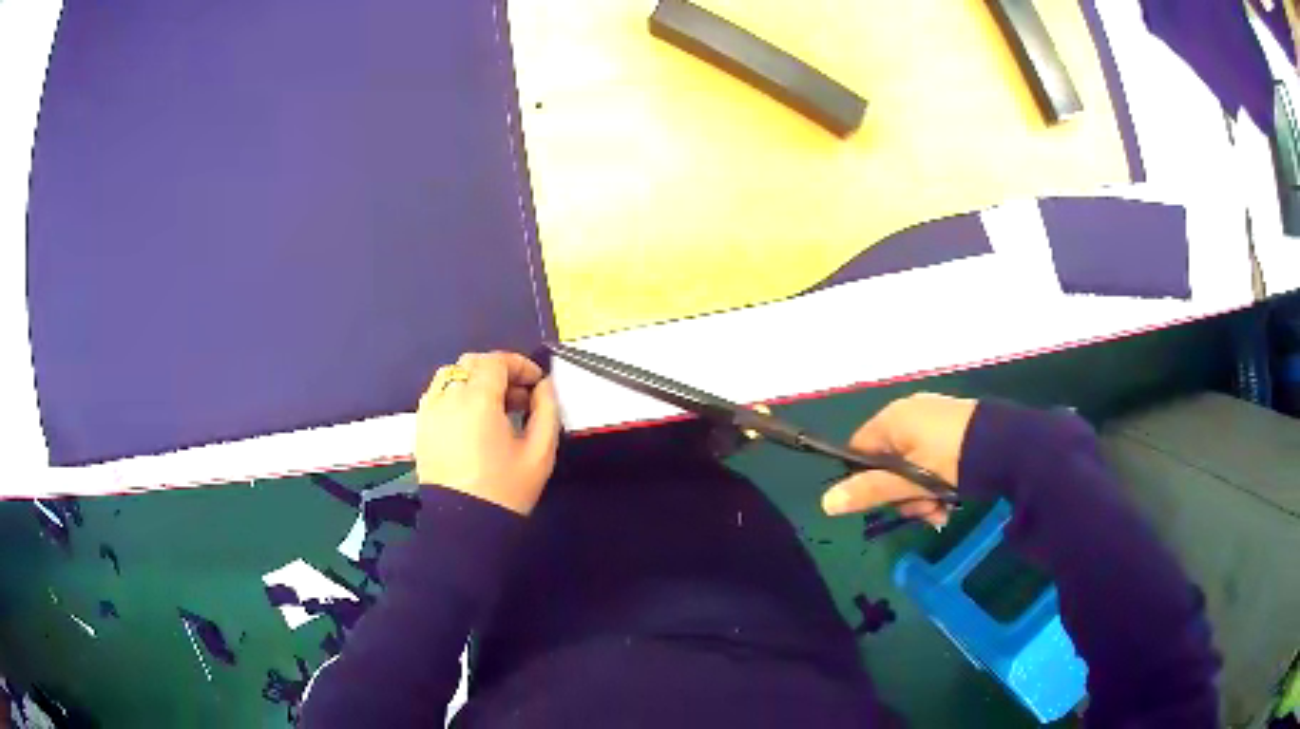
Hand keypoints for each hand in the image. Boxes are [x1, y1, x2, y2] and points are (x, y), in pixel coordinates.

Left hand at [415, 351, 560, 514]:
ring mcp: (430, 411)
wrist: (466, 526)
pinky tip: (470, 420)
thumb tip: (544, 387)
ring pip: (450, 375)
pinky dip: (455, 394)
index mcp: (477, 401)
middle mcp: (448, 398)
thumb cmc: (506, 490)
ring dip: (474, 380)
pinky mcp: (421, 427)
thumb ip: (546, 411)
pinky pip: (437, 394)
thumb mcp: (540, 453)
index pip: (495, 361)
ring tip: (493, 407)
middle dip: (498, 371)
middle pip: (471, 363)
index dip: (519, 364)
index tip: (536, 382)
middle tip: (519, 396)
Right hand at [821, 393, 977, 527]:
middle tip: (923, 513)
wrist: (1009, 445)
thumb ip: (870, 491)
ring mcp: (934, 418)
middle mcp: (910, 413)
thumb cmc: (953, 461)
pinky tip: (952, 500)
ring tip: (943, 512)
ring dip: (922, 494)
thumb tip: (825, 503)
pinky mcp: (955, 426)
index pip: (859, 452)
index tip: (886, 506)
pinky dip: (938, 481)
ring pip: (913, 465)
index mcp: (892, 419)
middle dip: (903, 495)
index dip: (867, 483)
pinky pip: (933, 457)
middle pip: (888, 463)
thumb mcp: (911, 481)